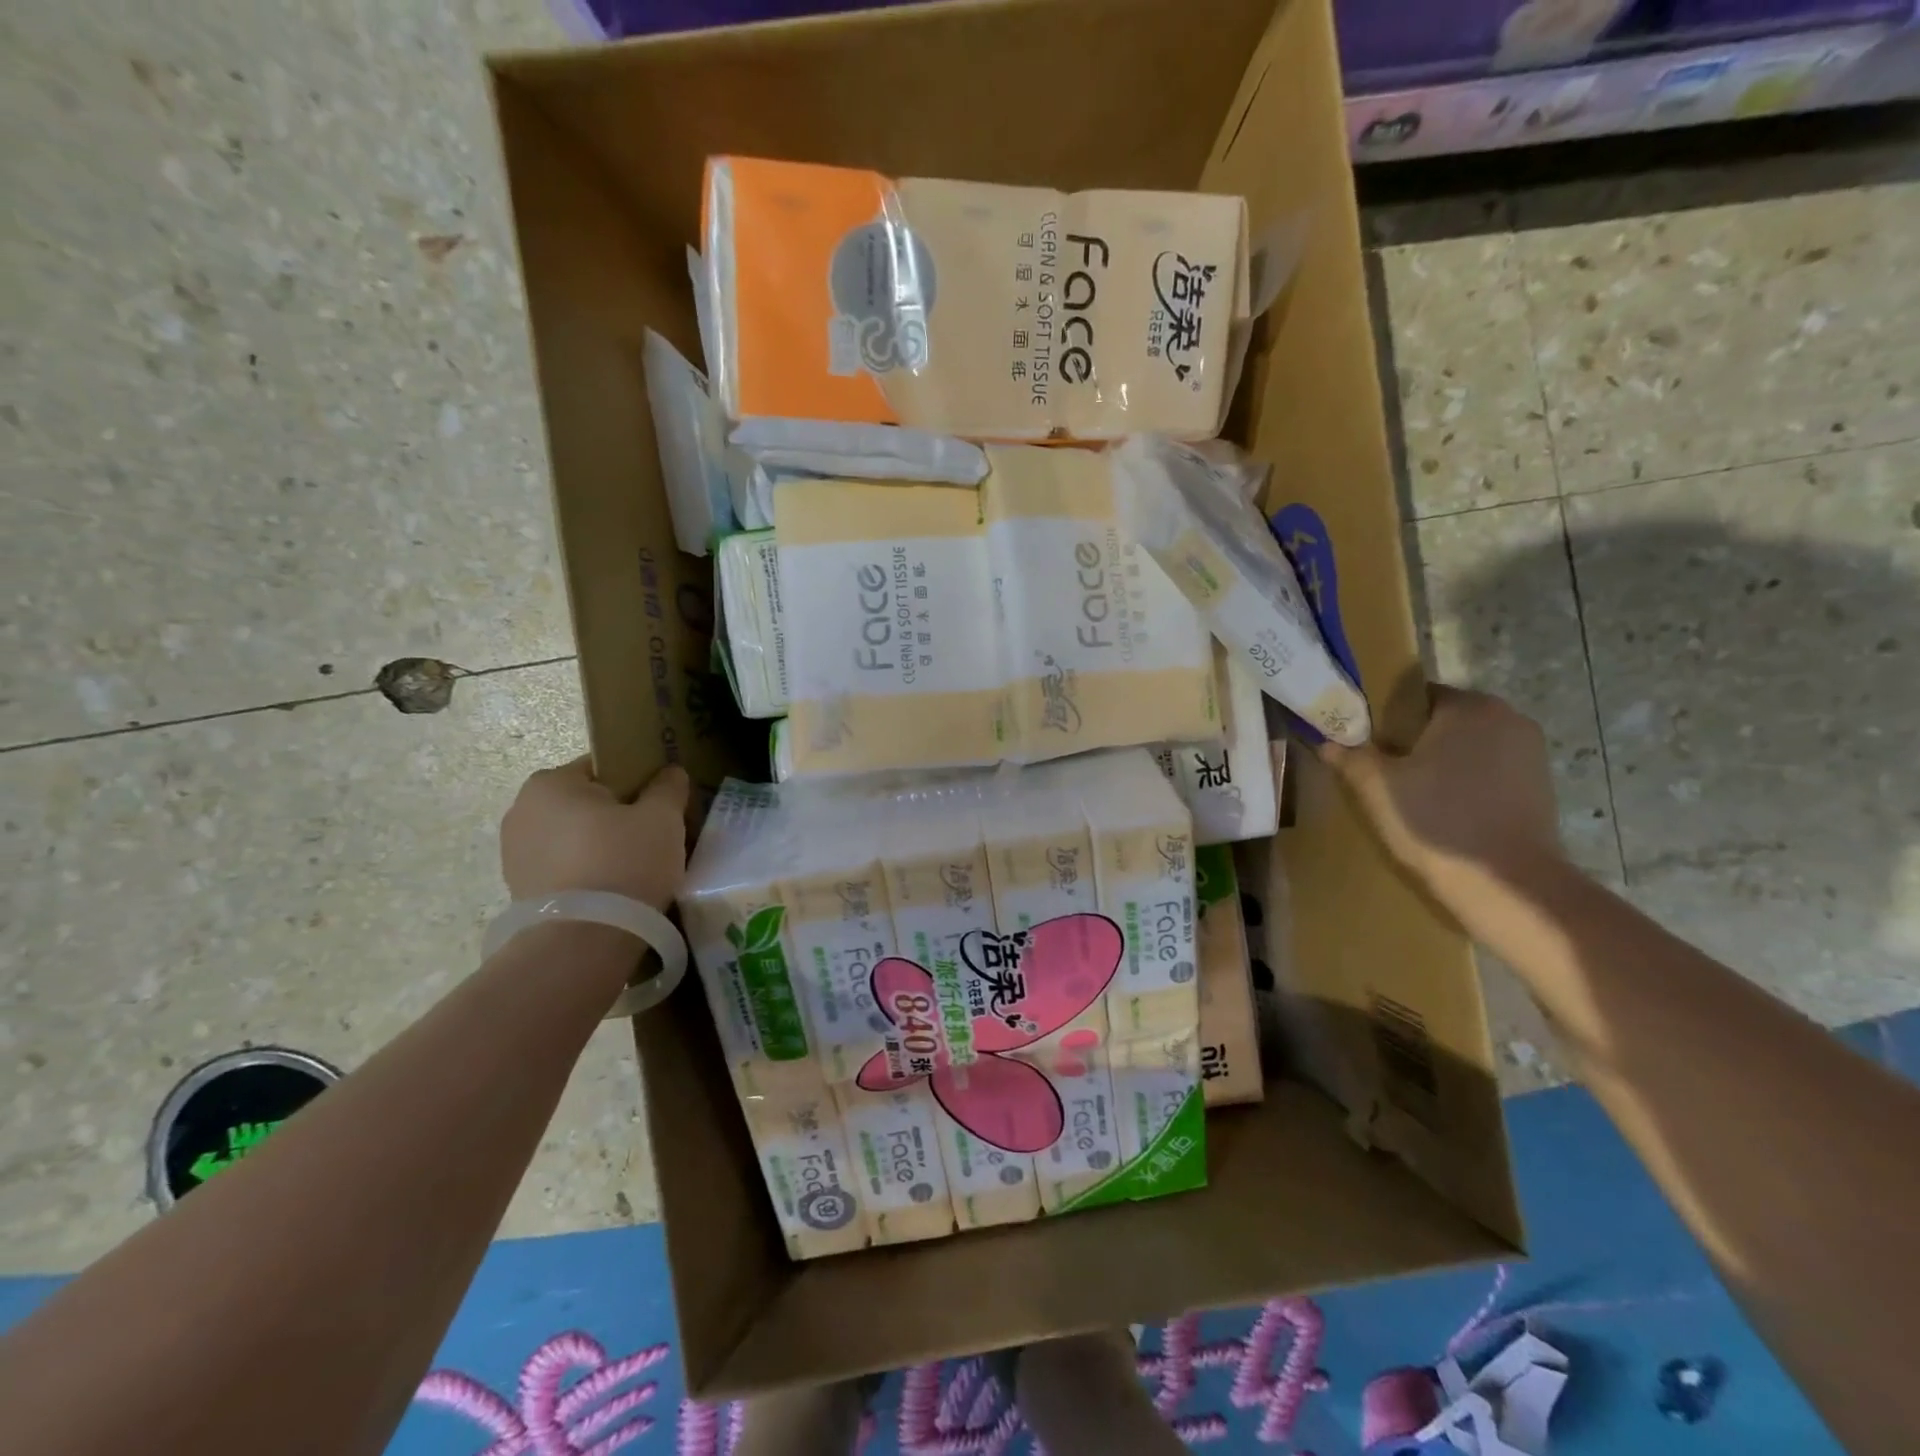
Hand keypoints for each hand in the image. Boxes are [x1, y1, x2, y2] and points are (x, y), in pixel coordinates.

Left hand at [500, 757, 690, 908]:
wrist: (582, 942)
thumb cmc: (623, 863)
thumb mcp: (662, 818)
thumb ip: (668, 787)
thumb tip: (670, 772)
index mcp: (551, 782)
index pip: (604, 767)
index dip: (639, 782)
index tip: (661, 805)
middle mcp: (522, 810)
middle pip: (587, 803)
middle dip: (618, 815)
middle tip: (655, 837)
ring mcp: (514, 853)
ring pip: (575, 837)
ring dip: (601, 845)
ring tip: (636, 868)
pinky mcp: (518, 889)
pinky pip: (564, 867)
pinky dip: (586, 871)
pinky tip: (613, 890)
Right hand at [1319, 685, 1564, 895]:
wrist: (1506, 884)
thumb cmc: (1436, 822)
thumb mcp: (1377, 787)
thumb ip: (1350, 756)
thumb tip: (1328, 741)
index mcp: (1469, 707)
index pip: (1414, 695)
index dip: (1384, 717)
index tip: (1365, 744)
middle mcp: (1508, 718)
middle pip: (1443, 719)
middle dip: (1413, 740)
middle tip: (1382, 770)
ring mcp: (1531, 752)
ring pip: (1468, 745)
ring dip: (1440, 761)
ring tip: (1412, 793)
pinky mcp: (1541, 784)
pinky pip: (1489, 769)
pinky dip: (1466, 780)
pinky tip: (1445, 809)